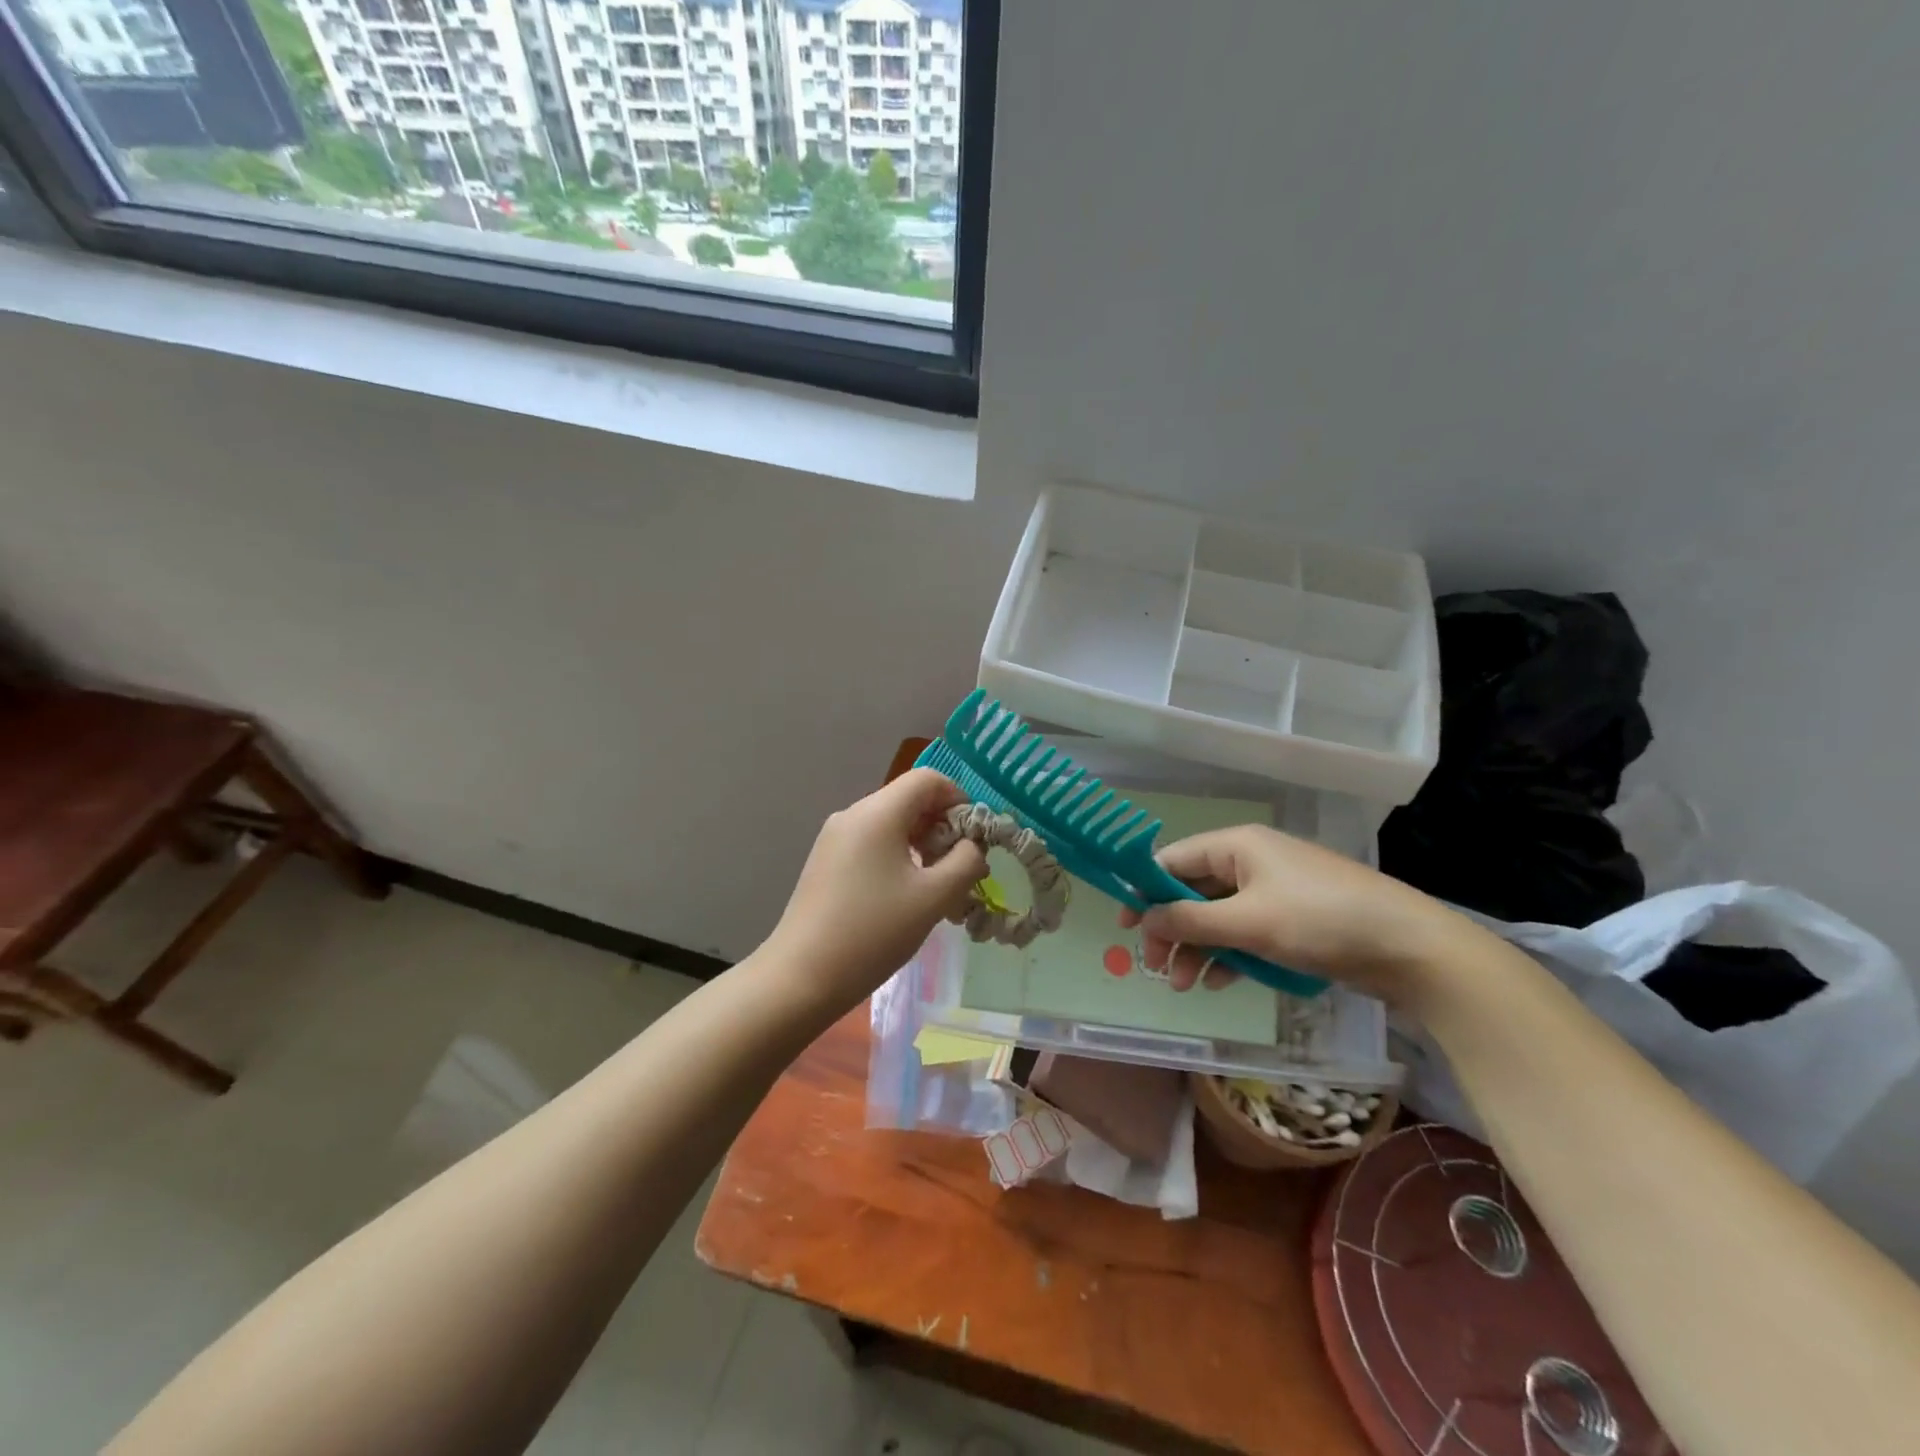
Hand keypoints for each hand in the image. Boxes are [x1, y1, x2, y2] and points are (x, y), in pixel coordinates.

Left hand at [766, 769, 987, 1012]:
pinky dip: (898, 855)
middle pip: (909, 799)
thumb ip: (965, 862)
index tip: (975, 837)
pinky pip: (872, 842)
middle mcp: (853, 814)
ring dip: (922, 843)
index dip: (959, 798)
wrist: (801, 976)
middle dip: (942, 825)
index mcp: (878, 813)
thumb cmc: (873, 932)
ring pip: (891, 823)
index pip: (928, 779)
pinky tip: (905, 894)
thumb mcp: (933, 898)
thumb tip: (972, 845)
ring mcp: (835, 837)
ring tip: (937, 885)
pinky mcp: (826, 861)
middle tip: (961, 867)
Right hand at [1118, 825, 1461, 1004]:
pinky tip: (1220, 982)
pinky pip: (1245, 932)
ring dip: (1198, 949)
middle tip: (1157, 967)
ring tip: (1186, 986)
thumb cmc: (1320, 921)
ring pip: (1217, 916)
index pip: (1173, 860)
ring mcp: (1273, 891)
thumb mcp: (1248, 922)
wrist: (1409, 948)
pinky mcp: (1292, 919)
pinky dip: (1229, 954)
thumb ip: (1190, 921)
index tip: (1124, 926)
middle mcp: (1250, 862)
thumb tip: (1143, 918)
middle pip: (1192, 891)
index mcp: (1236, 846)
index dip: (1144, 890)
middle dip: (1172, 930)